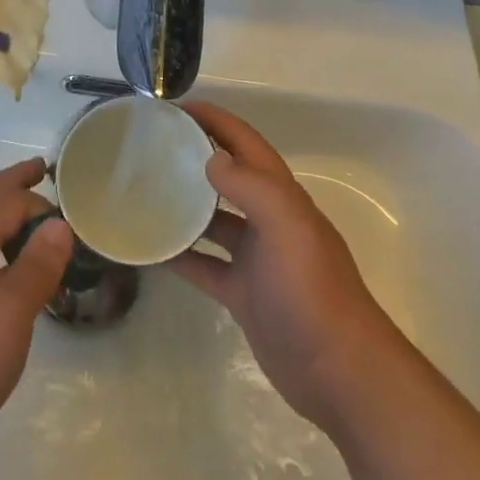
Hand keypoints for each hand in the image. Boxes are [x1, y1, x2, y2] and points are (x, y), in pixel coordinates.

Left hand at [0, 159, 72, 479]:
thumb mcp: (12, 311)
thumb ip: (38, 264)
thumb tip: (59, 223)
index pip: (6, 200)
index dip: (39, 202)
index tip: (72, 215)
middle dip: (11, 182)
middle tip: (41, 169)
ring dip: (0, 208)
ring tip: (30, 214)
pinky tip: (4, 262)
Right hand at [169, 102, 401, 430]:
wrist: (337, 372)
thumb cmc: (311, 291)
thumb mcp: (287, 228)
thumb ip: (252, 188)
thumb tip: (210, 158)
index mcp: (281, 197)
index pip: (245, 143)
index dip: (215, 120)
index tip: (174, 107)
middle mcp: (268, 220)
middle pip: (226, 176)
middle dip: (193, 157)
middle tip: (148, 147)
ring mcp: (255, 258)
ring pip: (212, 220)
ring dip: (183, 204)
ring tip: (142, 191)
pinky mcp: (243, 292)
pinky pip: (204, 264)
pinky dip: (180, 254)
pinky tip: (149, 249)